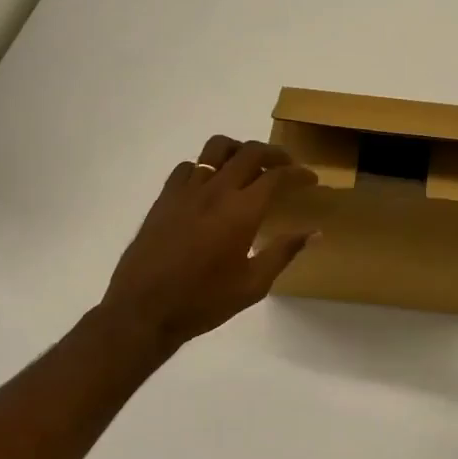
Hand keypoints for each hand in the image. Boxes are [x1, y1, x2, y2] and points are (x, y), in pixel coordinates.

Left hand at [100, 135, 317, 353]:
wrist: (144, 310)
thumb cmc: (204, 301)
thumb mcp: (253, 285)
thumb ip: (284, 252)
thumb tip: (314, 232)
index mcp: (242, 211)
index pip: (277, 177)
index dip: (298, 174)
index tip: (310, 179)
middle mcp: (216, 191)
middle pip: (250, 152)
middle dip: (274, 154)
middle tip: (286, 166)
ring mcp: (187, 190)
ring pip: (216, 148)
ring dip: (239, 150)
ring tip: (248, 165)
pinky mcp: (165, 197)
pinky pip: (189, 166)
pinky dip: (206, 167)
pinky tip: (210, 185)